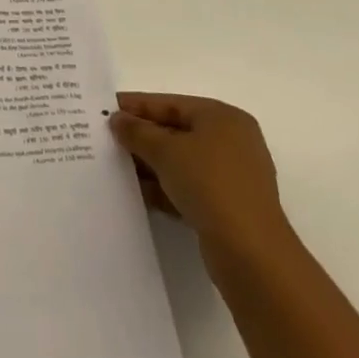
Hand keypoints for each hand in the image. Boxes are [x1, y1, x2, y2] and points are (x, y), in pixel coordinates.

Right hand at [110, 92, 294, 273]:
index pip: (171, 103)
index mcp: (223, 117)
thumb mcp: (165, 151)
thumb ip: (137, 132)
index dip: (137, 105)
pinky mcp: (230, 208)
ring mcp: (233, 177)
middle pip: (177, 132)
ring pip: (182, 162)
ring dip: (151, 165)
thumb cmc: (209, 184)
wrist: (251, 254)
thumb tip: (118, 119)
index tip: (107, 108)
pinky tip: (140, 194)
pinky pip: (190, 188)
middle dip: (143, 137)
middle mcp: (232, 142)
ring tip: (117, 167)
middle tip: (108, 139)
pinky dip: (166, 188)